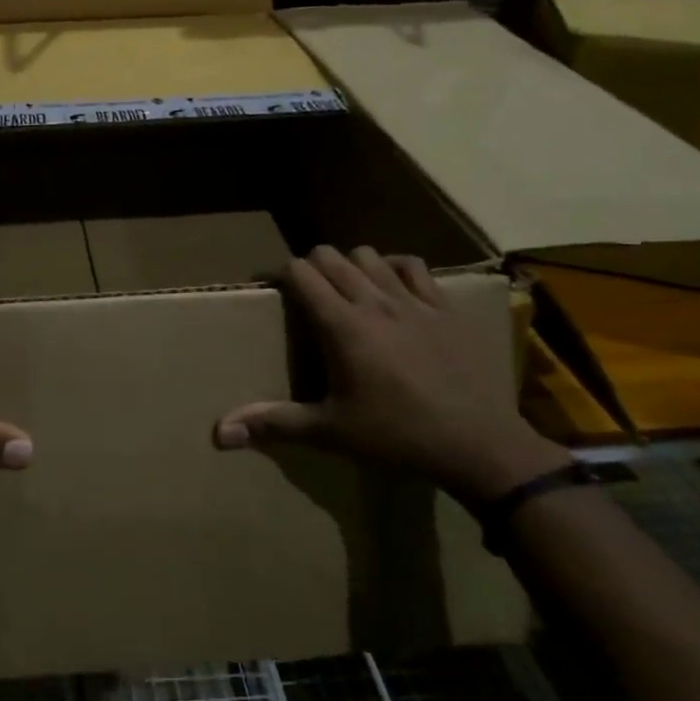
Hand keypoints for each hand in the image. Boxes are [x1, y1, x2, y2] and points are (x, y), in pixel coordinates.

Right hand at [214, 246, 563, 504]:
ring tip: (348, 291)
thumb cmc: (396, 437)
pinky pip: (414, 266)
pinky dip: (395, 268)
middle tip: (308, 296)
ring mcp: (412, 300)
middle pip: (330, 256)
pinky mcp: (444, 307)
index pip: (300, 271)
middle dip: (311, 267)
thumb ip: (274, 423)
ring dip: (351, 265)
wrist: (478, 445)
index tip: (274, 292)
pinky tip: (393, 289)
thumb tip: (221, 432)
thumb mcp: (330, 432)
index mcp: (341, 325)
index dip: (282, 274)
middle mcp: (372, 301)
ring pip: (369, 255)